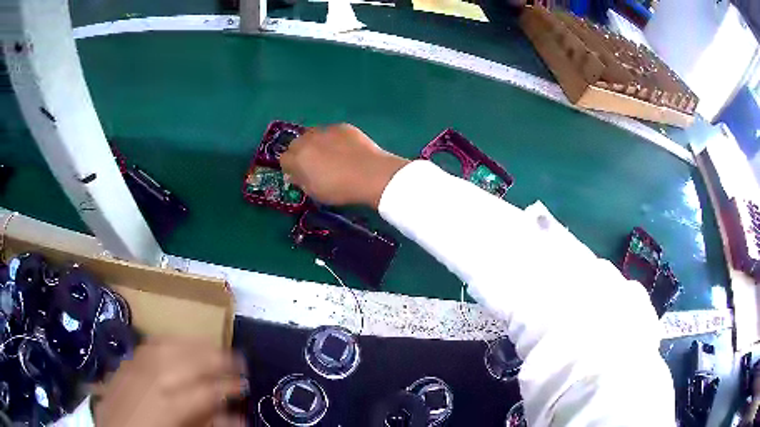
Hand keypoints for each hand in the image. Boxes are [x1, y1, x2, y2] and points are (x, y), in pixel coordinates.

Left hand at [93, 338, 247, 426]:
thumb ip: (208, 424)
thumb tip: (236, 417)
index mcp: (169, 407)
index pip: (207, 391)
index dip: (229, 387)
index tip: (245, 386)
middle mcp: (151, 380)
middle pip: (190, 360)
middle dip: (218, 358)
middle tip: (239, 361)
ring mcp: (135, 367)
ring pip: (171, 345)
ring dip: (196, 344)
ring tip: (214, 347)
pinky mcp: (126, 362)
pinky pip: (151, 344)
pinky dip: (170, 340)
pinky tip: (180, 344)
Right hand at [280, 124, 408, 207]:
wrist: (371, 174)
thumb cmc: (340, 189)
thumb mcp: (315, 192)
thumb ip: (300, 181)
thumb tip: (293, 175)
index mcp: (298, 158)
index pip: (284, 159)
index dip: (290, 168)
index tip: (299, 174)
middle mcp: (307, 140)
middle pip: (296, 144)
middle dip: (300, 153)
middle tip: (313, 164)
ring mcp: (325, 130)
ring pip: (312, 134)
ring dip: (315, 143)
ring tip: (329, 154)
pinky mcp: (342, 126)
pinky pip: (330, 132)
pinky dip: (333, 139)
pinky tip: (345, 149)